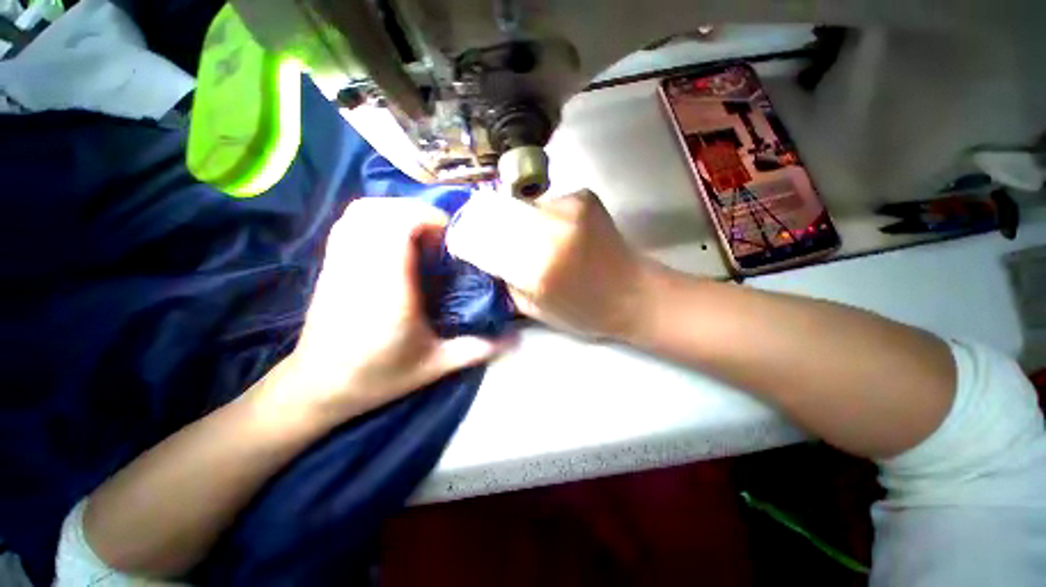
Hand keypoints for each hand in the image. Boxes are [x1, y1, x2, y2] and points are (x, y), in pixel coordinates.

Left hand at [257, 199, 509, 424]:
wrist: (319, 387)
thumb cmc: (378, 377)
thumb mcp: (434, 366)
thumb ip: (475, 349)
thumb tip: (515, 340)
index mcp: (388, 292)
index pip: (396, 229)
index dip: (426, 219)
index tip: (450, 234)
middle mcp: (360, 270)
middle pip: (378, 211)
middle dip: (414, 211)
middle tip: (440, 234)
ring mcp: (339, 264)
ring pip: (360, 212)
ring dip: (395, 211)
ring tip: (420, 233)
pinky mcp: (330, 265)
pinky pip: (348, 223)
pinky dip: (375, 218)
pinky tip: (394, 239)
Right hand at [447, 189, 649, 340]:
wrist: (633, 293)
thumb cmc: (582, 311)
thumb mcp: (532, 307)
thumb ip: (502, 279)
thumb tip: (483, 253)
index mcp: (536, 267)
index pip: (480, 239)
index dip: (464, 238)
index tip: (460, 242)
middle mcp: (551, 229)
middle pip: (494, 211)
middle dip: (483, 222)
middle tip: (484, 234)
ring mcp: (569, 206)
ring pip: (518, 203)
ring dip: (512, 218)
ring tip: (523, 235)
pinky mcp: (583, 195)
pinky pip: (543, 201)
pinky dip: (538, 214)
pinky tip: (552, 230)